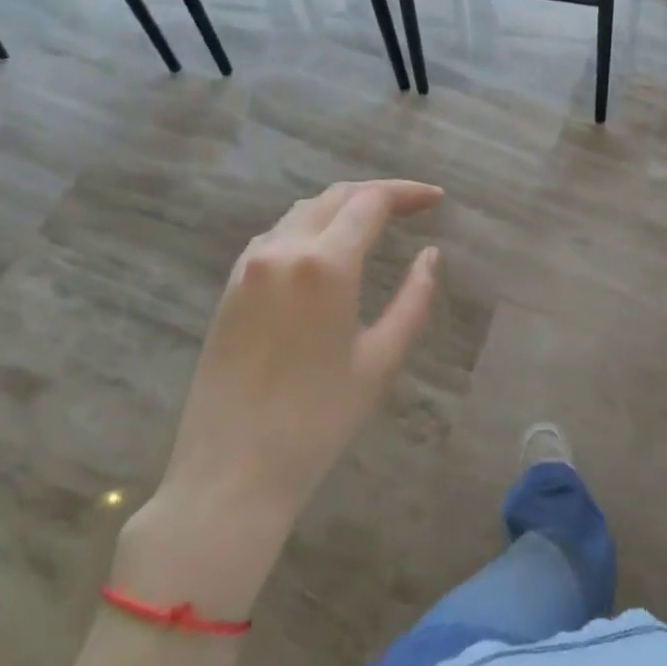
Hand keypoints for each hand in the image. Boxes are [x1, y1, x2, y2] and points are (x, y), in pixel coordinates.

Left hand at [115, 179, 442, 616]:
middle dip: (378, 193)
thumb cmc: (318, 420)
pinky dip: (310, 228)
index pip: (371, 202)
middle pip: (335, 197)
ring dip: (342, 207)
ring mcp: (248, 267)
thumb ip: (414, 299)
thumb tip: (430, 256)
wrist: (231, 472)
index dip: (407, 193)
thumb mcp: (381, 359)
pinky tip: (327, 249)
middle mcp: (282, 250)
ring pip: (302, 212)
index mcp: (325, 264)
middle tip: (414, 206)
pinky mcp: (229, 288)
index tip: (437, 199)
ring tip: (375, 222)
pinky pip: (276, 236)